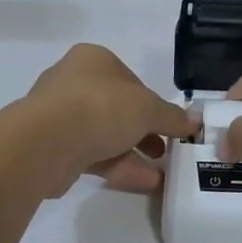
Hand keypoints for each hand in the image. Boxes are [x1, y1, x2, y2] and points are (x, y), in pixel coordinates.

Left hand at [26, 44, 197, 195]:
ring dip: (134, 154)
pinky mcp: (52, 148)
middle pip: (117, 109)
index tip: (170, 125)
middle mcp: (73, 82)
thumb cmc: (100, 107)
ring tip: (161, 175)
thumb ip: (172, 116)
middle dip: (144, 133)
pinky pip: (92, 157)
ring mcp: (59, 117)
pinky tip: (144, 183)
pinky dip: (118, 167)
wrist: (46, 142)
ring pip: (104, 135)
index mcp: (93, 60)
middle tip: (166, 151)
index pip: (131, 80)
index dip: (153, 104)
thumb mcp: (148, 108)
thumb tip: (195, 122)